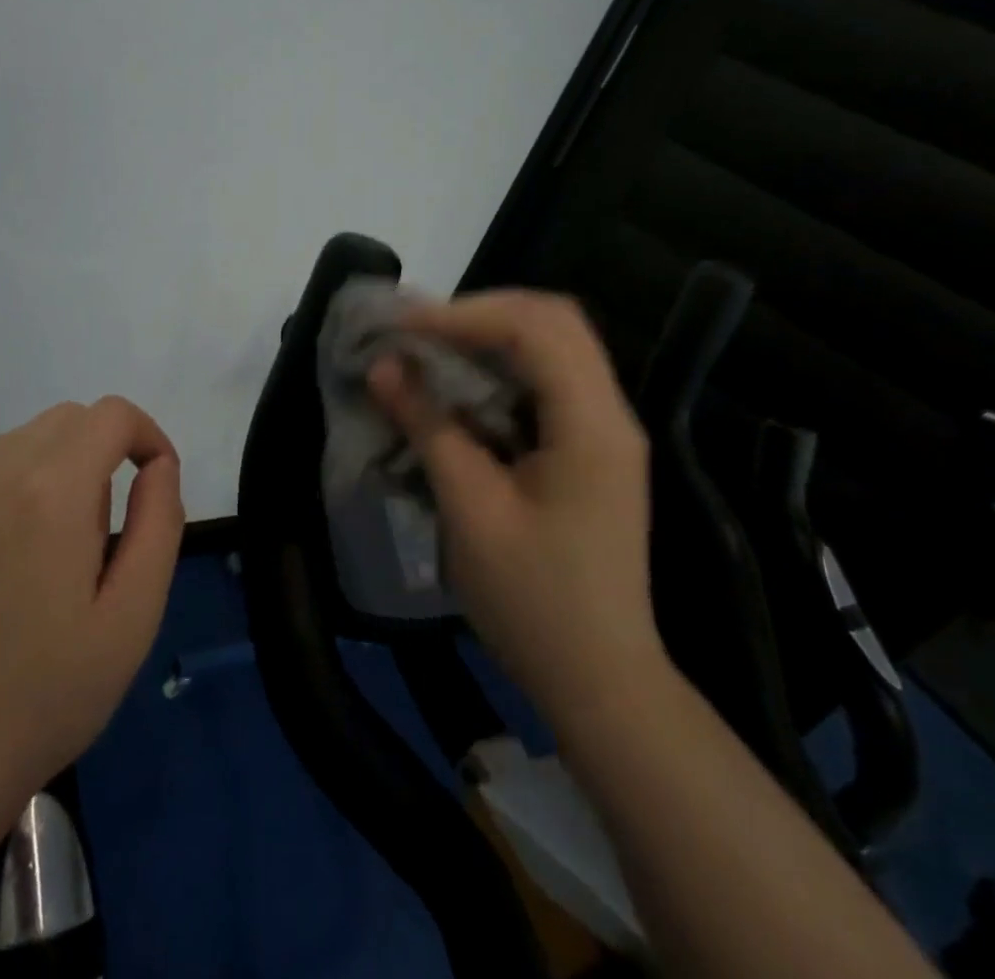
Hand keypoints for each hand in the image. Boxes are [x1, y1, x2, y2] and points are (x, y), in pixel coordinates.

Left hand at [0, 396, 183, 827]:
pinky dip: (0, 499)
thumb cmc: (45, 699)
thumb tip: (159, 467)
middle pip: (64, 421)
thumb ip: (159, 524)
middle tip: (98, 535)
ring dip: (49, 475)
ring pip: (15, 446)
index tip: (153, 482)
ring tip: (43, 557)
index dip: (145, 436)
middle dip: (100, 455)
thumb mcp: (133, 618)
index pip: (111, 415)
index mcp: (49, 492)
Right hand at [370, 290, 657, 712]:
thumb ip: (429, 428)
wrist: (601, 680)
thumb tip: (384, 365)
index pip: (535, 329)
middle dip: (481, 313)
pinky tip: (462, 385)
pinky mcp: (592, 447)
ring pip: (554, 345)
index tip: (402, 325)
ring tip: (432, 346)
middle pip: (554, 320)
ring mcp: (606, 429)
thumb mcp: (470, 511)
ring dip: (492, 335)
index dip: (465, 315)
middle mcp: (610, 412)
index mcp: (591, 425)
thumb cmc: (533, 602)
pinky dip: (503, 367)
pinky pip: (549, 380)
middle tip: (419, 328)